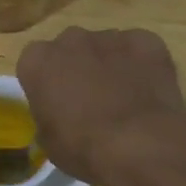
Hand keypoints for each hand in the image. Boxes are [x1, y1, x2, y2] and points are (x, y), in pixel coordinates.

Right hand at [17, 27, 185, 185]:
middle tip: (91, 101)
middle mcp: (70, 39)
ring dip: (110, 65)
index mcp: (37, 61)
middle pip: (70, 49)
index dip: (47, 85)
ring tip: (126, 100)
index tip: (57, 105)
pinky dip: (142, 65)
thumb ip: (48, 117)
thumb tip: (58, 118)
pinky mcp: (146, 40)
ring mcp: (110, 37)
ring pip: (106, 47)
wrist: (142, 145)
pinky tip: (150, 92)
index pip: (34, 64)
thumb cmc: (84, 148)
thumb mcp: (49, 142)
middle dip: (78, 67)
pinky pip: (139, 49)